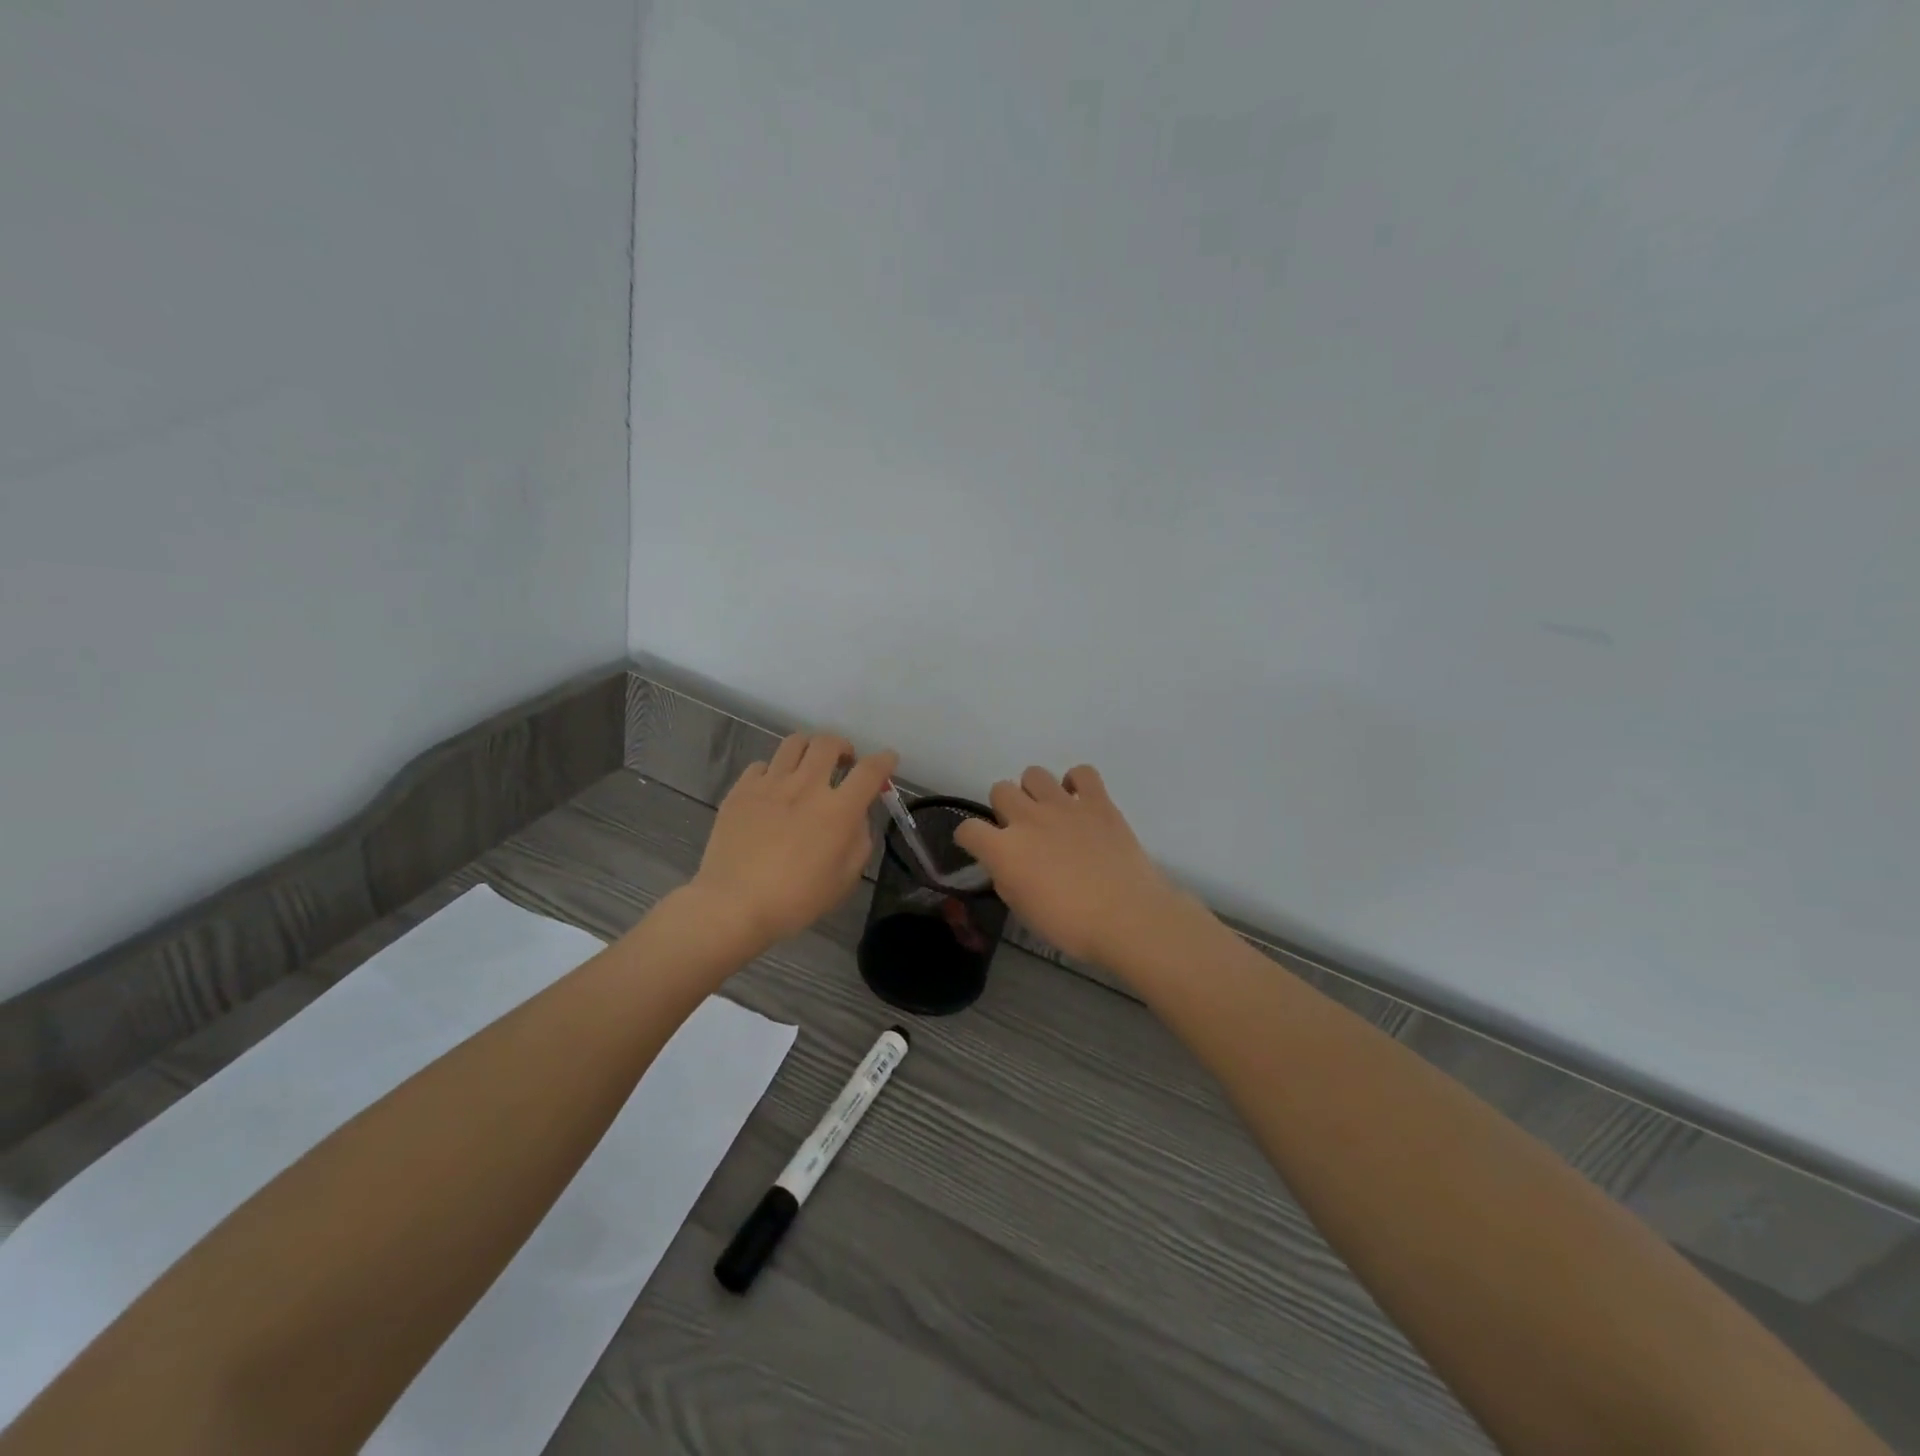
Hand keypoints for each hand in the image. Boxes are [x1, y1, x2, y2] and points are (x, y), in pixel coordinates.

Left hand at [690, 732, 898, 949]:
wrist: (733, 904)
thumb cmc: (796, 900)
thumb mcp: (844, 879)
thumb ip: (859, 841)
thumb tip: (856, 817)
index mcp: (838, 810)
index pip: (870, 771)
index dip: (884, 760)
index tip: (888, 760)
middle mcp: (806, 786)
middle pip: (829, 743)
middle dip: (843, 747)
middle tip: (843, 763)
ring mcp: (770, 784)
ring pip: (795, 743)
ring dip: (810, 749)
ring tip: (809, 766)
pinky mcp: (741, 790)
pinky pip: (761, 765)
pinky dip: (774, 771)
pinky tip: (773, 789)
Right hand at [953, 764, 1192, 968]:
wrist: (1126, 918)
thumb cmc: (1070, 925)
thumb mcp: (1022, 909)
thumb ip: (1007, 878)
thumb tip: (1006, 864)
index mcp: (1004, 850)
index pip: (968, 829)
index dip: (970, 838)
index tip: (980, 847)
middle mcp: (1028, 818)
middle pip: (1000, 790)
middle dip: (1005, 808)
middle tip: (1021, 831)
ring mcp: (1064, 805)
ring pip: (1033, 773)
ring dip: (1035, 791)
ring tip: (1048, 813)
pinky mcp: (1098, 802)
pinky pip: (1082, 772)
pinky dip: (1077, 782)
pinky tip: (1079, 801)